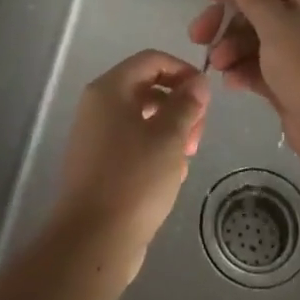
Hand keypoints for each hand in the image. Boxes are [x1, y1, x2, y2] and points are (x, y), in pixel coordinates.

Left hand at [51, 50, 210, 281]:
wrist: (94, 239)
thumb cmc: (135, 179)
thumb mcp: (170, 137)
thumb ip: (186, 104)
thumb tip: (197, 82)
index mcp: (109, 90)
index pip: (151, 60)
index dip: (182, 70)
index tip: (206, 96)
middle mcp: (97, 106)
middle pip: (146, 88)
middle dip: (179, 105)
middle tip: (199, 133)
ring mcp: (95, 136)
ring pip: (142, 118)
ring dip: (170, 130)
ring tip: (187, 156)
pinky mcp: (98, 164)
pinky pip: (132, 143)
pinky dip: (154, 150)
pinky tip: (171, 175)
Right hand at [187, 0, 299, 153]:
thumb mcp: (276, 25)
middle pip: (262, 9)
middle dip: (229, 22)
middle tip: (199, 36)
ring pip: (260, 39)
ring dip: (233, 48)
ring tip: (217, 65)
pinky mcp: (297, 81)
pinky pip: (265, 67)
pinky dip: (246, 70)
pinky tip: (231, 81)